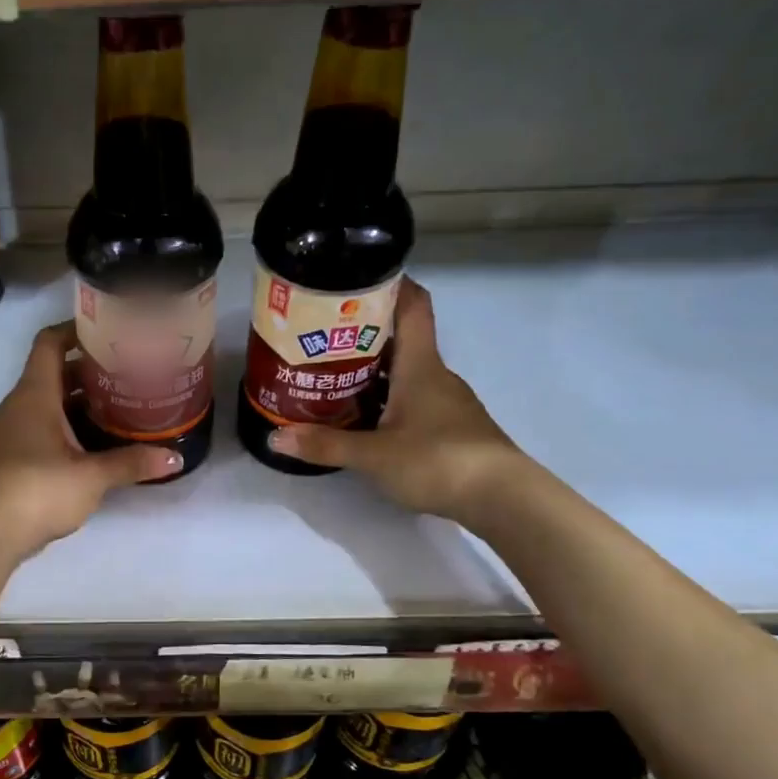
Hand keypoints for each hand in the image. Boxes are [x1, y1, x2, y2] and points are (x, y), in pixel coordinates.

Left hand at [0, 322, 180, 561]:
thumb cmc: (36, 491)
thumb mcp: (91, 477)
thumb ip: (132, 463)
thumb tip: (175, 458)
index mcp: (33, 395)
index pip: (50, 342)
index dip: (76, 330)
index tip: (110, 332)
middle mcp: (17, 406)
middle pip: (53, 374)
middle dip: (90, 372)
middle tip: (129, 374)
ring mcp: (8, 433)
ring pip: (47, 404)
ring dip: (79, 403)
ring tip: (119, 408)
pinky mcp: (8, 459)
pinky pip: (40, 429)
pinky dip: (66, 428)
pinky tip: (93, 446)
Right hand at [268, 278, 524, 521]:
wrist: (503, 498)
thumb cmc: (438, 461)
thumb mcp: (373, 455)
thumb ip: (325, 444)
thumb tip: (274, 436)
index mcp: (420, 365)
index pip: (412, 306)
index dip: (389, 284)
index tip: (355, 280)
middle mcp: (435, 375)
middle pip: (400, 340)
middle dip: (361, 335)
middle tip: (320, 338)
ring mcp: (446, 402)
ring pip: (405, 373)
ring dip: (372, 372)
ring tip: (331, 378)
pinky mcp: (450, 427)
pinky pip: (412, 400)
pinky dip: (386, 400)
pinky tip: (364, 419)